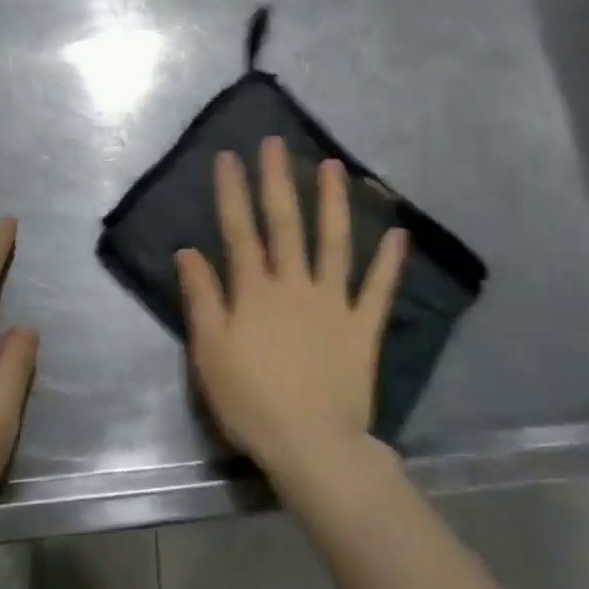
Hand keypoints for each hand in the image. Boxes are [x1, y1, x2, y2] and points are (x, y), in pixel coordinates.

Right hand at [176, 136, 408, 486]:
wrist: (312, 445)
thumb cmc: (251, 402)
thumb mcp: (209, 353)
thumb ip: (201, 299)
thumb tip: (188, 251)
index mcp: (255, 292)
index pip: (239, 231)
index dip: (233, 192)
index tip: (229, 156)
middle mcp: (294, 285)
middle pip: (285, 224)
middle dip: (278, 180)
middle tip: (276, 143)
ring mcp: (333, 302)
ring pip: (334, 243)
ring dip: (333, 203)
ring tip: (333, 167)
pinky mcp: (363, 327)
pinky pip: (378, 289)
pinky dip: (389, 263)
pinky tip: (399, 234)